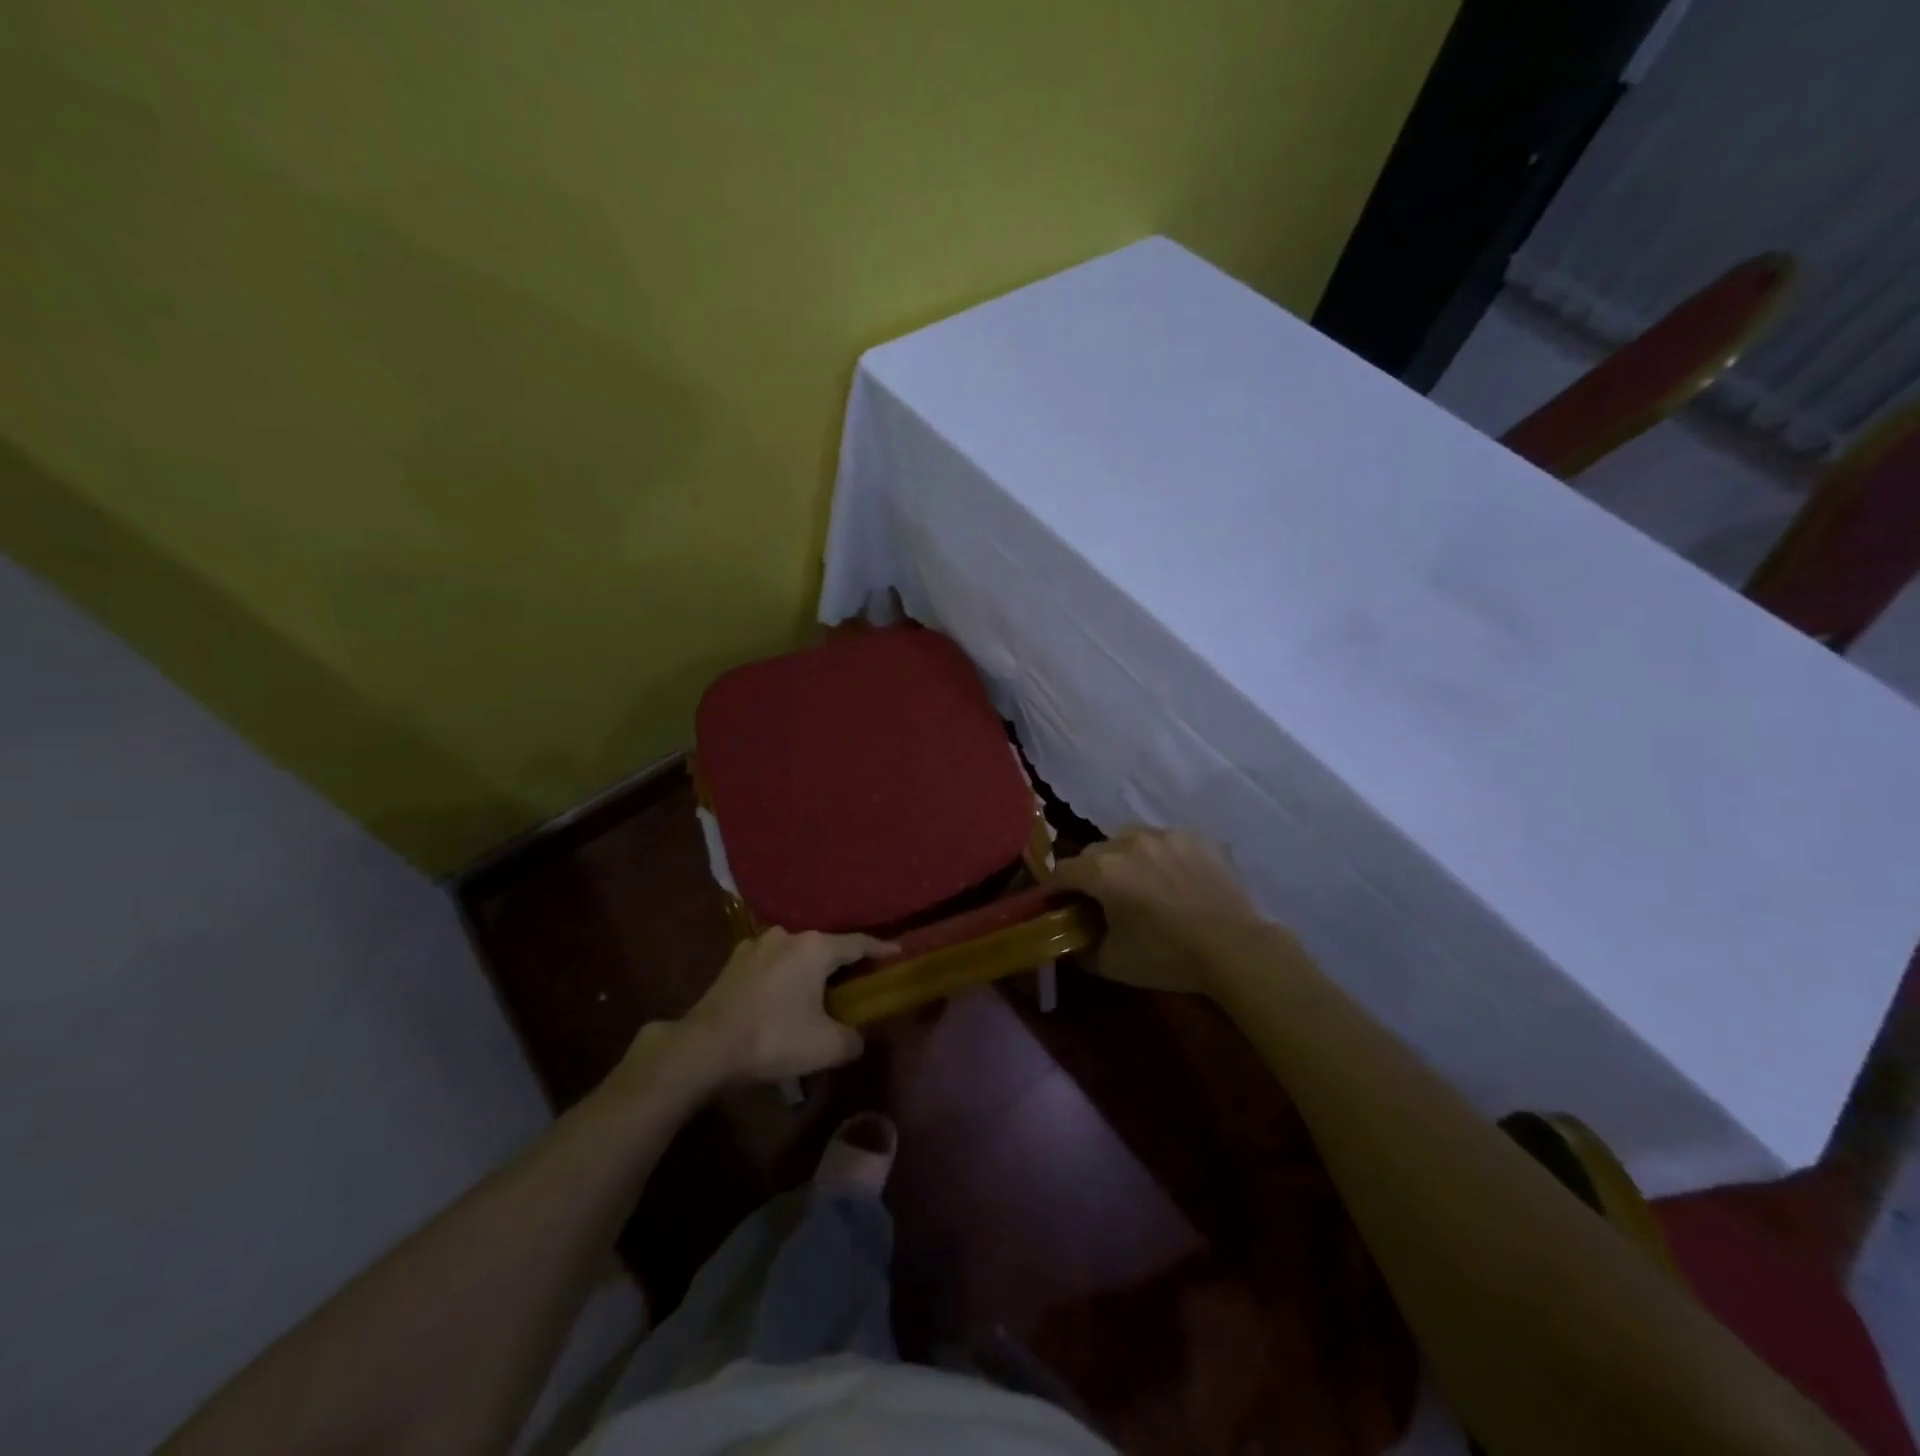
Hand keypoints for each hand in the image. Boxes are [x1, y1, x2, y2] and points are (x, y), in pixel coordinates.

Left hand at [665, 928, 892, 1085]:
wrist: (706, 1046)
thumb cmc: (773, 1039)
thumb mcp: (827, 1047)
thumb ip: (853, 1039)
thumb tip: (857, 1037)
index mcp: (815, 948)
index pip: (858, 943)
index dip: (881, 948)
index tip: (898, 951)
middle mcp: (788, 935)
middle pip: (826, 946)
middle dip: (842, 963)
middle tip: (856, 980)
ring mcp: (757, 944)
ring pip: (796, 953)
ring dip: (808, 968)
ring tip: (815, 990)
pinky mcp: (734, 960)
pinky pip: (771, 963)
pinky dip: (782, 975)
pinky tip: (781, 995)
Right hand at [1053, 827, 1272, 994]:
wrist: (1235, 948)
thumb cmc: (1167, 956)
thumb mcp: (1113, 963)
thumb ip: (1081, 949)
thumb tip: (1070, 941)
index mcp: (1102, 870)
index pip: (1062, 871)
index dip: (1054, 890)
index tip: (1056, 905)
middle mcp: (1128, 842)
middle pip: (1093, 853)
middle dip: (1089, 874)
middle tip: (1100, 899)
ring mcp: (1164, 835)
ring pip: (1128, 839)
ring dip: (1124, 859)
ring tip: (1139, 883)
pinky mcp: (1195, 836)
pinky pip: (1164, 841)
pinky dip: (1160, 856)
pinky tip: (1174, 879)